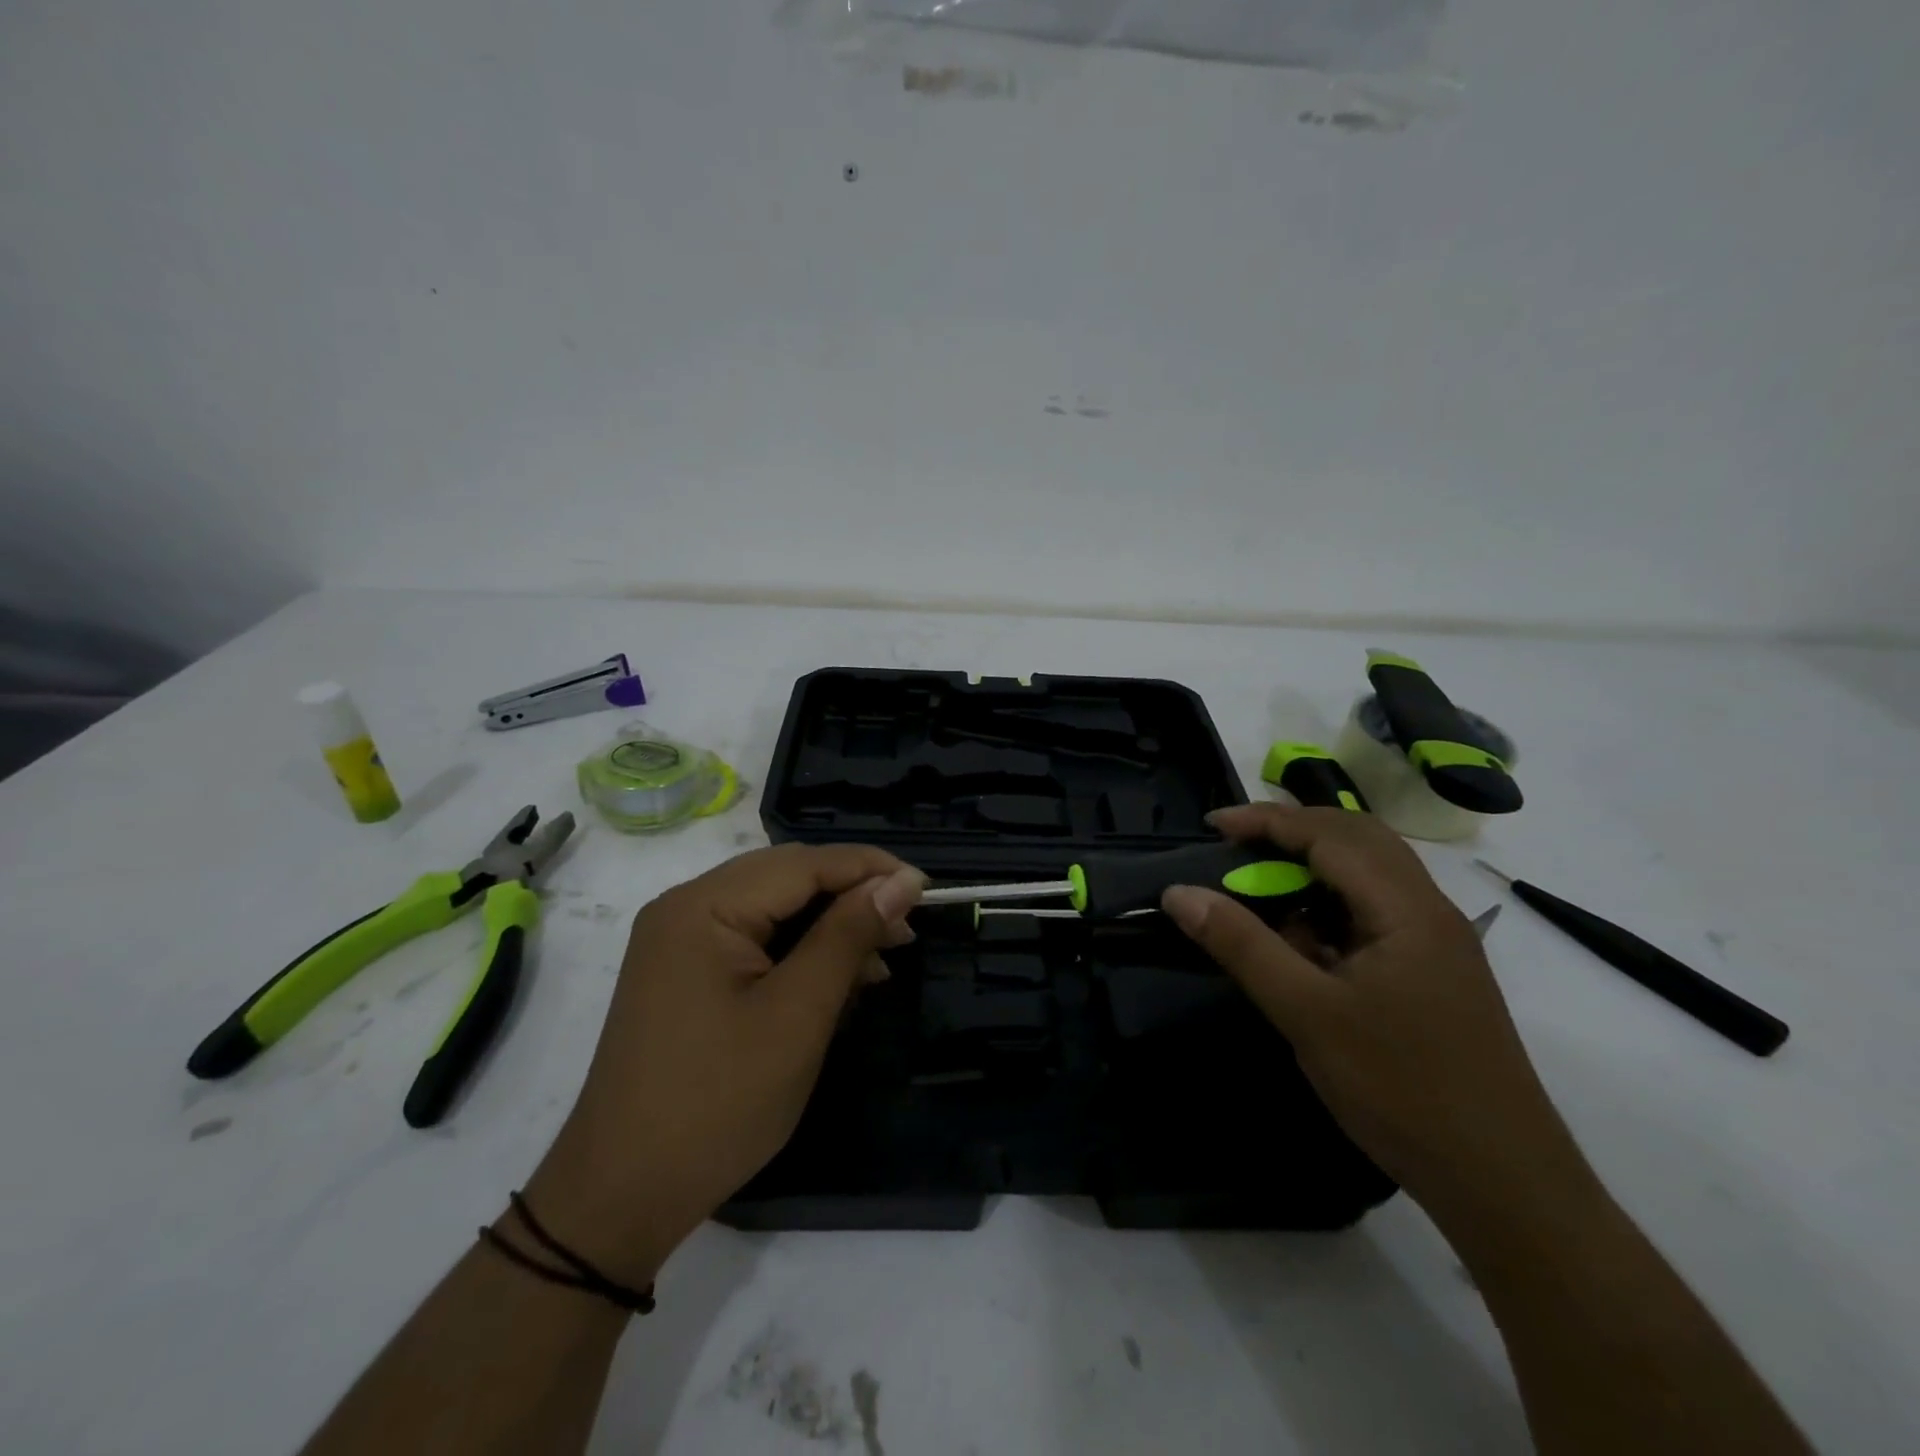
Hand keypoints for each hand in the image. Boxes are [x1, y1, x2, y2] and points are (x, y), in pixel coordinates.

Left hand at [521, 845, 924, 1283]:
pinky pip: (755, 940)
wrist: (621, 1196)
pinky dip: (801, 952)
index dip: (869, 869)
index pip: (803, 863)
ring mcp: (681, 941)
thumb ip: (848, 936)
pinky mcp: (686, 973)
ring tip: (883, 957)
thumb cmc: (717, 1103)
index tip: (927, 889)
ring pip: (775, 908)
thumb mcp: (797, 1016)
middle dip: (852, 897)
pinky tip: (840, 978)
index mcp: (703, 906)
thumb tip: (900, 882)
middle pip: (787, 878)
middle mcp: (686, 907)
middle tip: (906, 928)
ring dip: (830, 926)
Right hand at [1162, 805, 1586, 1221]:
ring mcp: (1436, 943)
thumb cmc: (1401, 1088)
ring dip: (1313, 869)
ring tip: (1262, 889)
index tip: (1212, 826)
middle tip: (1236, 847)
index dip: (1267, 821)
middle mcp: (1429, 910)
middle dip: (1293, 832)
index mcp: (1407, 908)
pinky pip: (1375, 913)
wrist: (1504, 1183)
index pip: (1331, 834)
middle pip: (1358, 839)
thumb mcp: (1306, 1013)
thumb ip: (1241, 945)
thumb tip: (1178, 894)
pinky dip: (1331, 907)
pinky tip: (1303, 942)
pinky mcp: (1433, 972)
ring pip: (1369, 876)